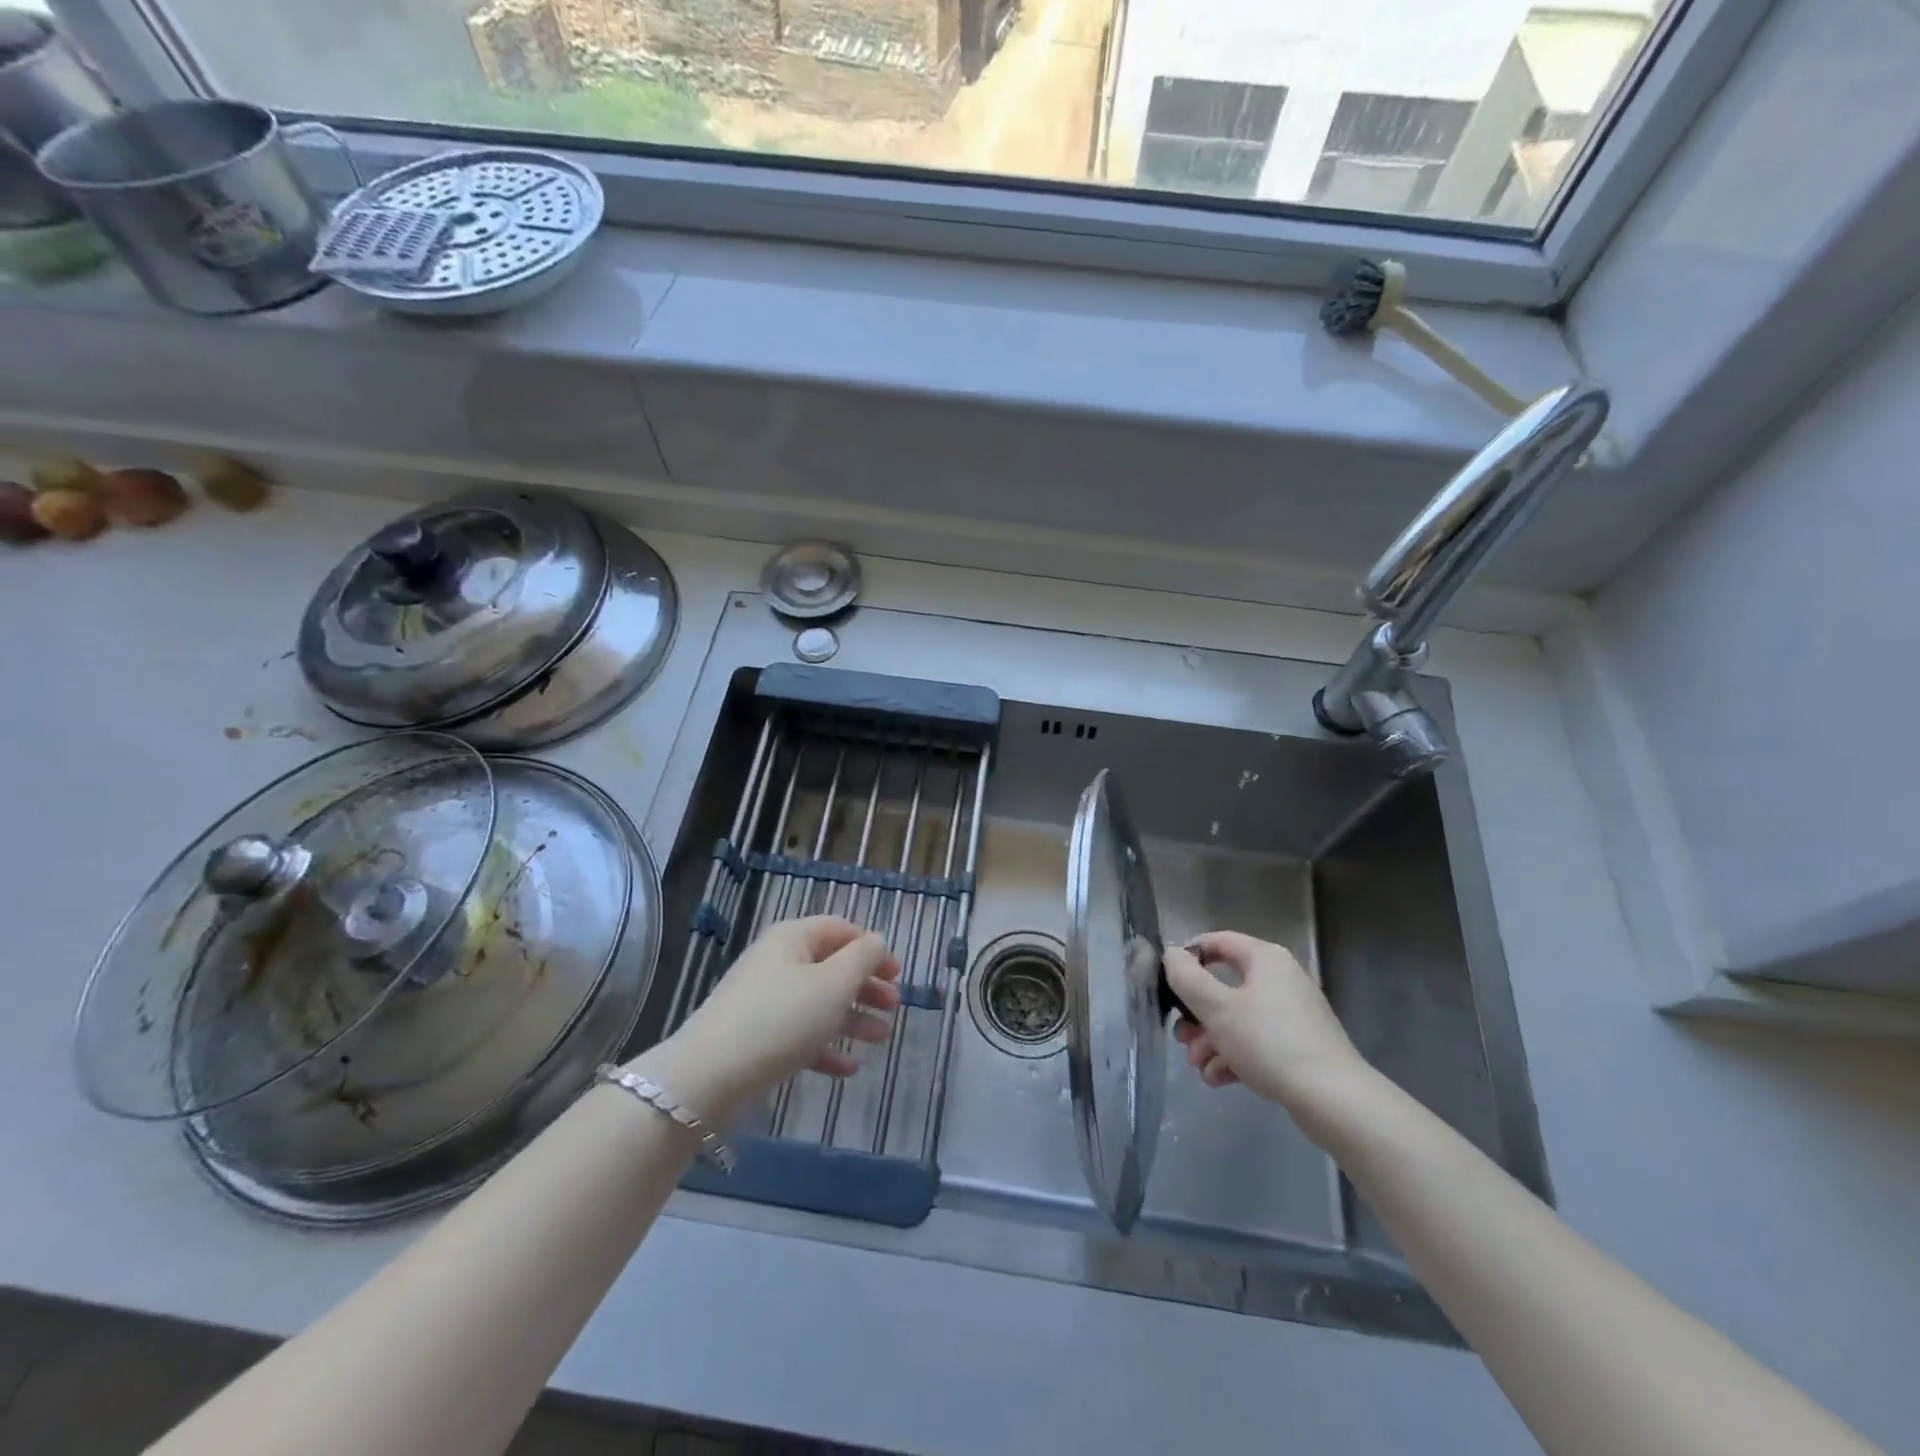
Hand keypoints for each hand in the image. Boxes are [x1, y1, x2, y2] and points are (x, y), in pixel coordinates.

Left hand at [625, 917, 899, 1123]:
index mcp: (793, 937)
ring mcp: (763, 999)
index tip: (899, 974)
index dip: (873, 949)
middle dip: (866, 987)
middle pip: (831, 967)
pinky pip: (799, 1033)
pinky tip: (848, 1068)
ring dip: (852, 1018)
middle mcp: (777, 961)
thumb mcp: (834, 984)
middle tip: (894, 1007)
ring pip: (818, 1002)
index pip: (842, 930)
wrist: (709, 1075)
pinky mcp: (754, 1035)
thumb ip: (863, 958)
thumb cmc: (781, 1019)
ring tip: (881, 1039)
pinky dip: (825, 1045)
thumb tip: (876, 942)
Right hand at [1164, 931, 1369, 1113]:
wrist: (1334, 1100)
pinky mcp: (1298, 1046)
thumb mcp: (1217, 1008)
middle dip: (1197, 1014)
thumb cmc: (1269, 1042)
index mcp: (1265, 959)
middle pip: (1224, 985)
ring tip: (1199, 1067)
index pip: (1217, 941)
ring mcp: (1291, 1014)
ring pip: (1237, 1018)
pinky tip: (1218, 1078)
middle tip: (1182, 1037)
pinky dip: (1234, 1056)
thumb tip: (1171, 955)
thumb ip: (1187, 978)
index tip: (1167, 984)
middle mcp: (1279, 979)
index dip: (1187, 957)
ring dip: (1211, 1040)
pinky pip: (1256, 1041)